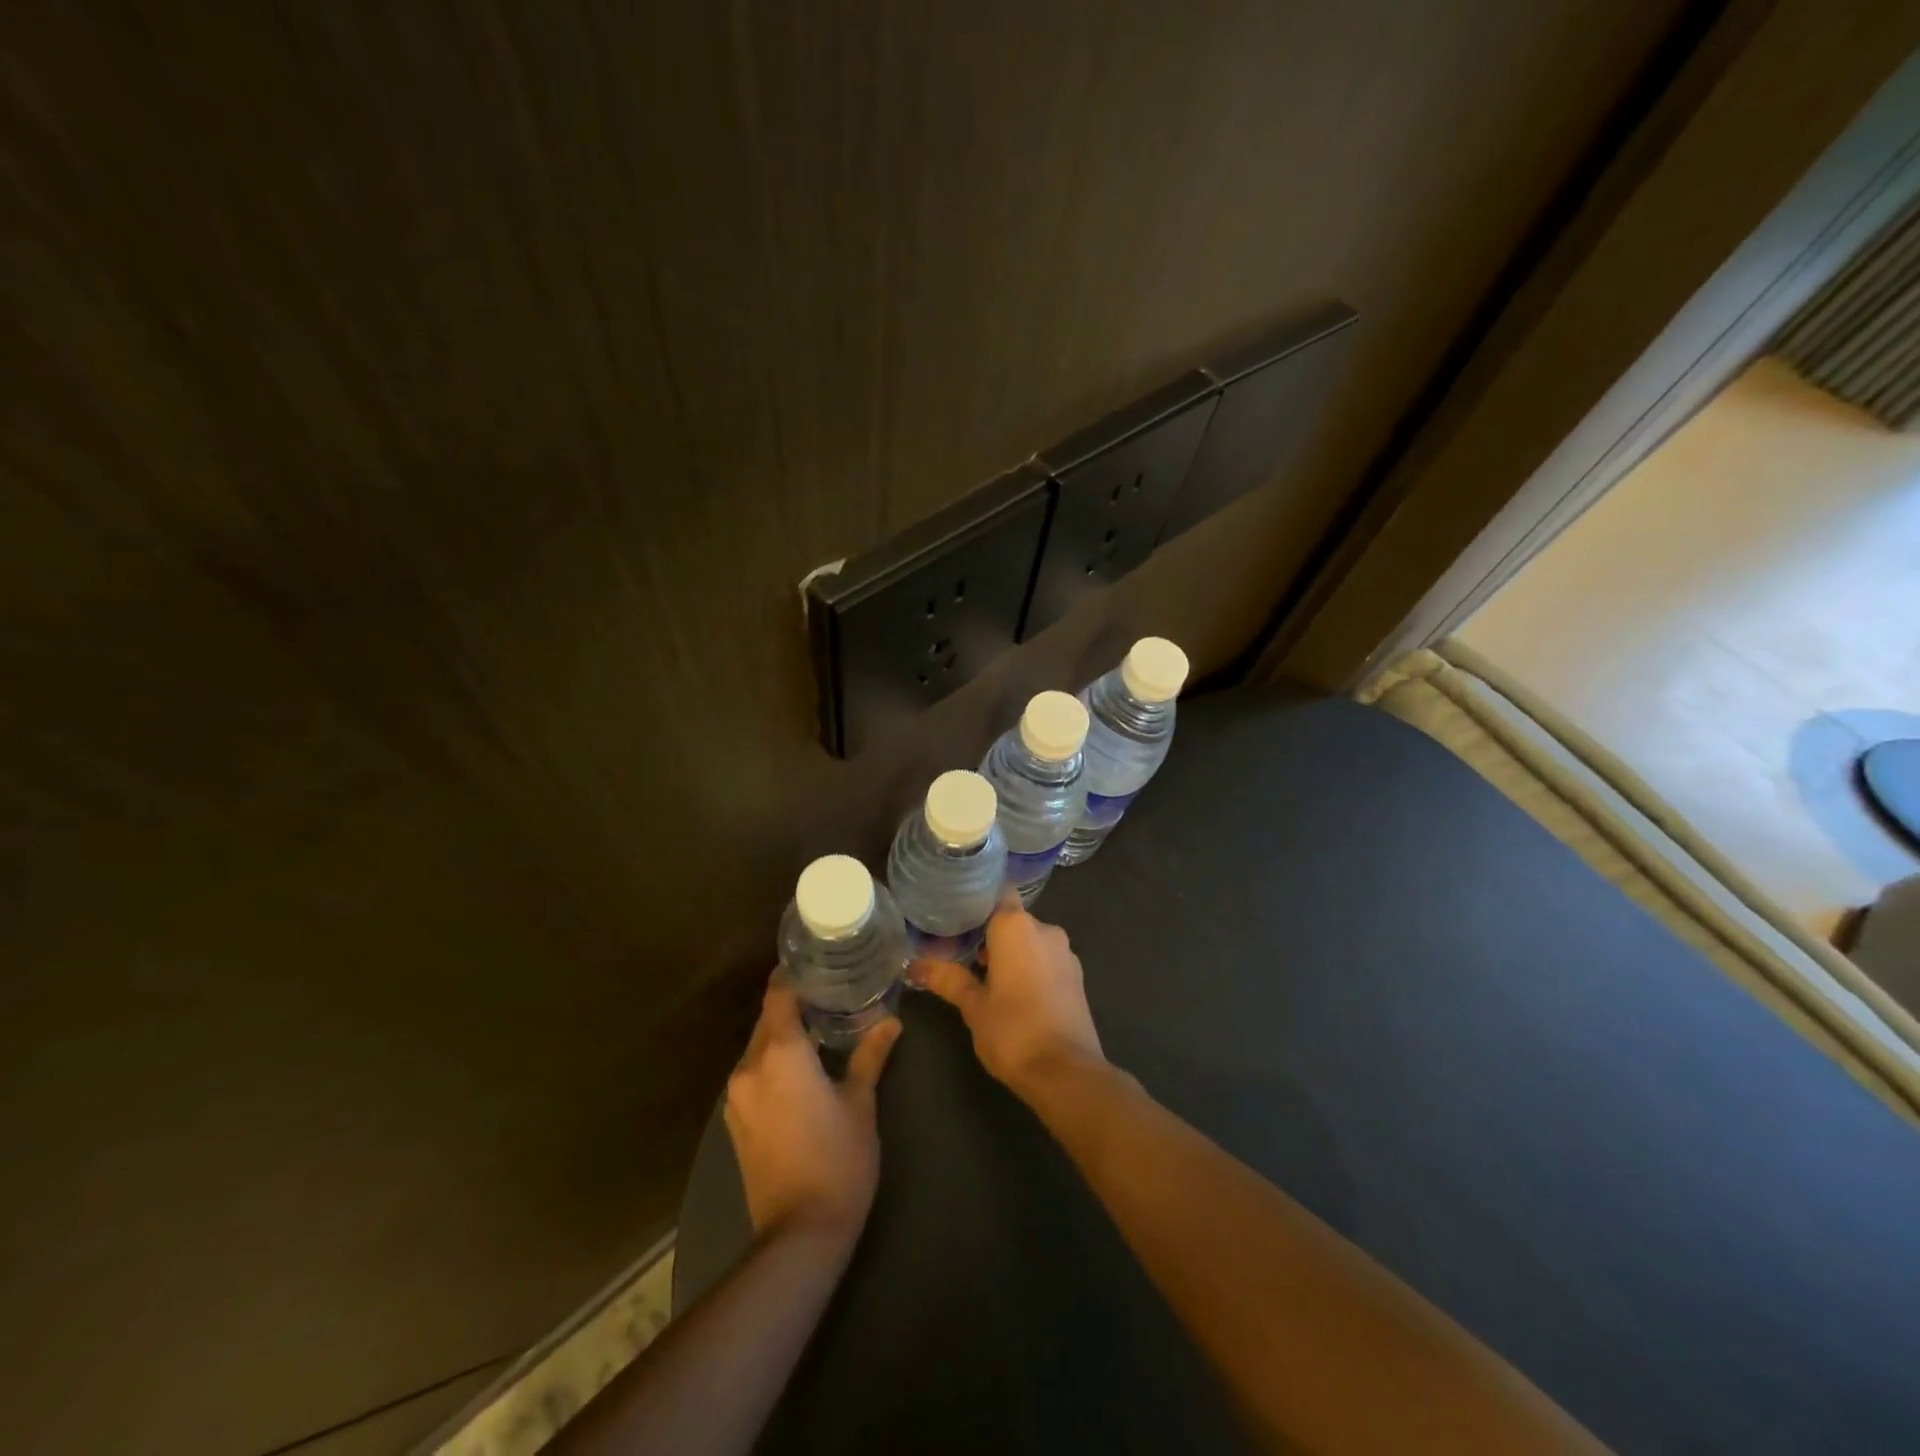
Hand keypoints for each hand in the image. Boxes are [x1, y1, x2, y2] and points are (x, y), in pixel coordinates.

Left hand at [724, 977, 902, 1242]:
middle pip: (768, 1019)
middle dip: (794, 1004)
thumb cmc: (838, 1159)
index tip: (818, 963)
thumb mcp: (860, 1102)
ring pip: (759, 1047)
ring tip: (820, 1027)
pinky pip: (754, 1073)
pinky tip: (801, 1069)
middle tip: (830, 992)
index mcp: (780, 1052)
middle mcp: (749, 1066)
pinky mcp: (736, 1122)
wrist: (799, 1234)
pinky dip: (774, 1062)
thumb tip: (891, 1021)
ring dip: (784, 1034)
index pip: (779, 994)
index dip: (794, 975)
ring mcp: (737, 1096)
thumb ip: (870, 1055)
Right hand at [910, 891, 1104, 1099]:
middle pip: (1012, 919)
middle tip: (960, 953)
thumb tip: (913, 965)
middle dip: (989, 934)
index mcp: (1016, 926)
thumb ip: (947, 979)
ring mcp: (1065, 953)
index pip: (996, 893)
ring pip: (1030, 940)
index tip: (954, 918)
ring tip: (982, 976)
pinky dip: (1029, 967)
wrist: (1066, 1073)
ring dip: (1010, 953)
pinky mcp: (1077, 976)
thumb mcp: (972, 1005)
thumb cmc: (1013, 1030)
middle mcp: (1045, 929)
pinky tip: (1013, 993)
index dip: (976, 903)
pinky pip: (1046, 959)